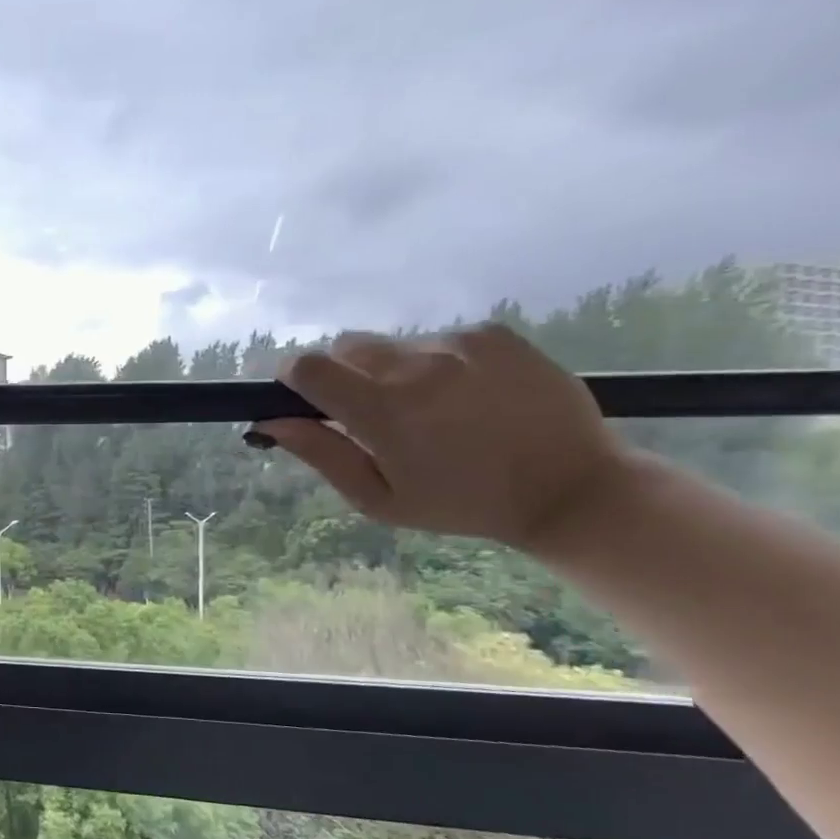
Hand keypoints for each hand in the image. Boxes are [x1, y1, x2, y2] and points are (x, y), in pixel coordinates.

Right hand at [255, 324, 633, 551]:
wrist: (570, 488)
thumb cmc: (461, 504)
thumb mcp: (378, 498)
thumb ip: (322, 454)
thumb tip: (269, 421)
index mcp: (382, 411)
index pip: (307, 366)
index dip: (294, 378)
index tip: (304, 398)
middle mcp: (416, 366)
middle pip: (345, 346)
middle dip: (343, 374)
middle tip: (371, 412)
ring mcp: (458, 344)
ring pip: (393, 344)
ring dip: (392, 370)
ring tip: (430, 408)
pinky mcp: (493, 333)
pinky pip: (438, 339)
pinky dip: (436, 363)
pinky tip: (466, 395)